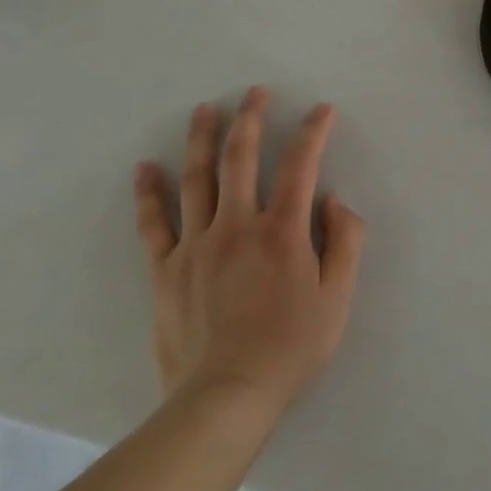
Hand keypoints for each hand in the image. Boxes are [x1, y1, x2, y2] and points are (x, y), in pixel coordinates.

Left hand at [133, 87, 366, 438]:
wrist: (224, 399)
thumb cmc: (291, 346)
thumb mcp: (338, 296)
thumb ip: (345, 240)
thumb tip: (333, 199)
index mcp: (282, 231)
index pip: (300, 165)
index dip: (313, 132)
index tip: (321, 110)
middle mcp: (237, 226)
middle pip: (241, 159)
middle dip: (250, 119)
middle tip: (253, 92)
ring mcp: (196, 246)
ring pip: (197, 179)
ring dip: (202, 139)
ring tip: (205, 109)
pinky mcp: (166, 270)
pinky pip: (154, 224)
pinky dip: (149, 193)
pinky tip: (146, 167)